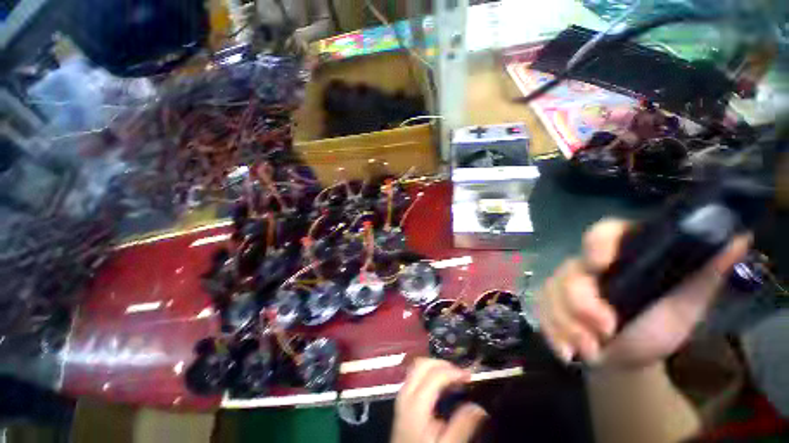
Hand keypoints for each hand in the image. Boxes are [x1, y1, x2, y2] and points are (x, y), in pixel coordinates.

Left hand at [392, 358, 487, 442]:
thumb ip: (462, 426)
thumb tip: (479, 407)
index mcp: (416, 404)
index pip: (435, 374)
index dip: (454, 371)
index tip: (470, 377)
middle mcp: (406, 393)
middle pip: (423, 364)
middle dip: (444, 364)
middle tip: (462, 375)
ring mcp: (402, 395)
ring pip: (418, 367)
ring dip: (436, 367)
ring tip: (454, 379)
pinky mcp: (403, 400)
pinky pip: (416, 375)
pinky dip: (430, 373)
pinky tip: (442, 386)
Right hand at [538, 218, 749, 367]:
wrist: (625, 356)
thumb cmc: (657, 328)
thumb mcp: (685, 304)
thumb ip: (703, 274)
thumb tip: (738, 237)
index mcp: (619, 256)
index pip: (602, 233)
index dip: (597, 243)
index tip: (599, 264)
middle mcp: (585, 265)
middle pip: (570, 274)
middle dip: (582, 306)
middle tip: (603, 333)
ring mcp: (561, 283)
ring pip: (551, 295)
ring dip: (568, 326)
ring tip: (589, 351)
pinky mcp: (546, 301)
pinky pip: (540, 310)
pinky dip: (553, 332)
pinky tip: (567, 350)